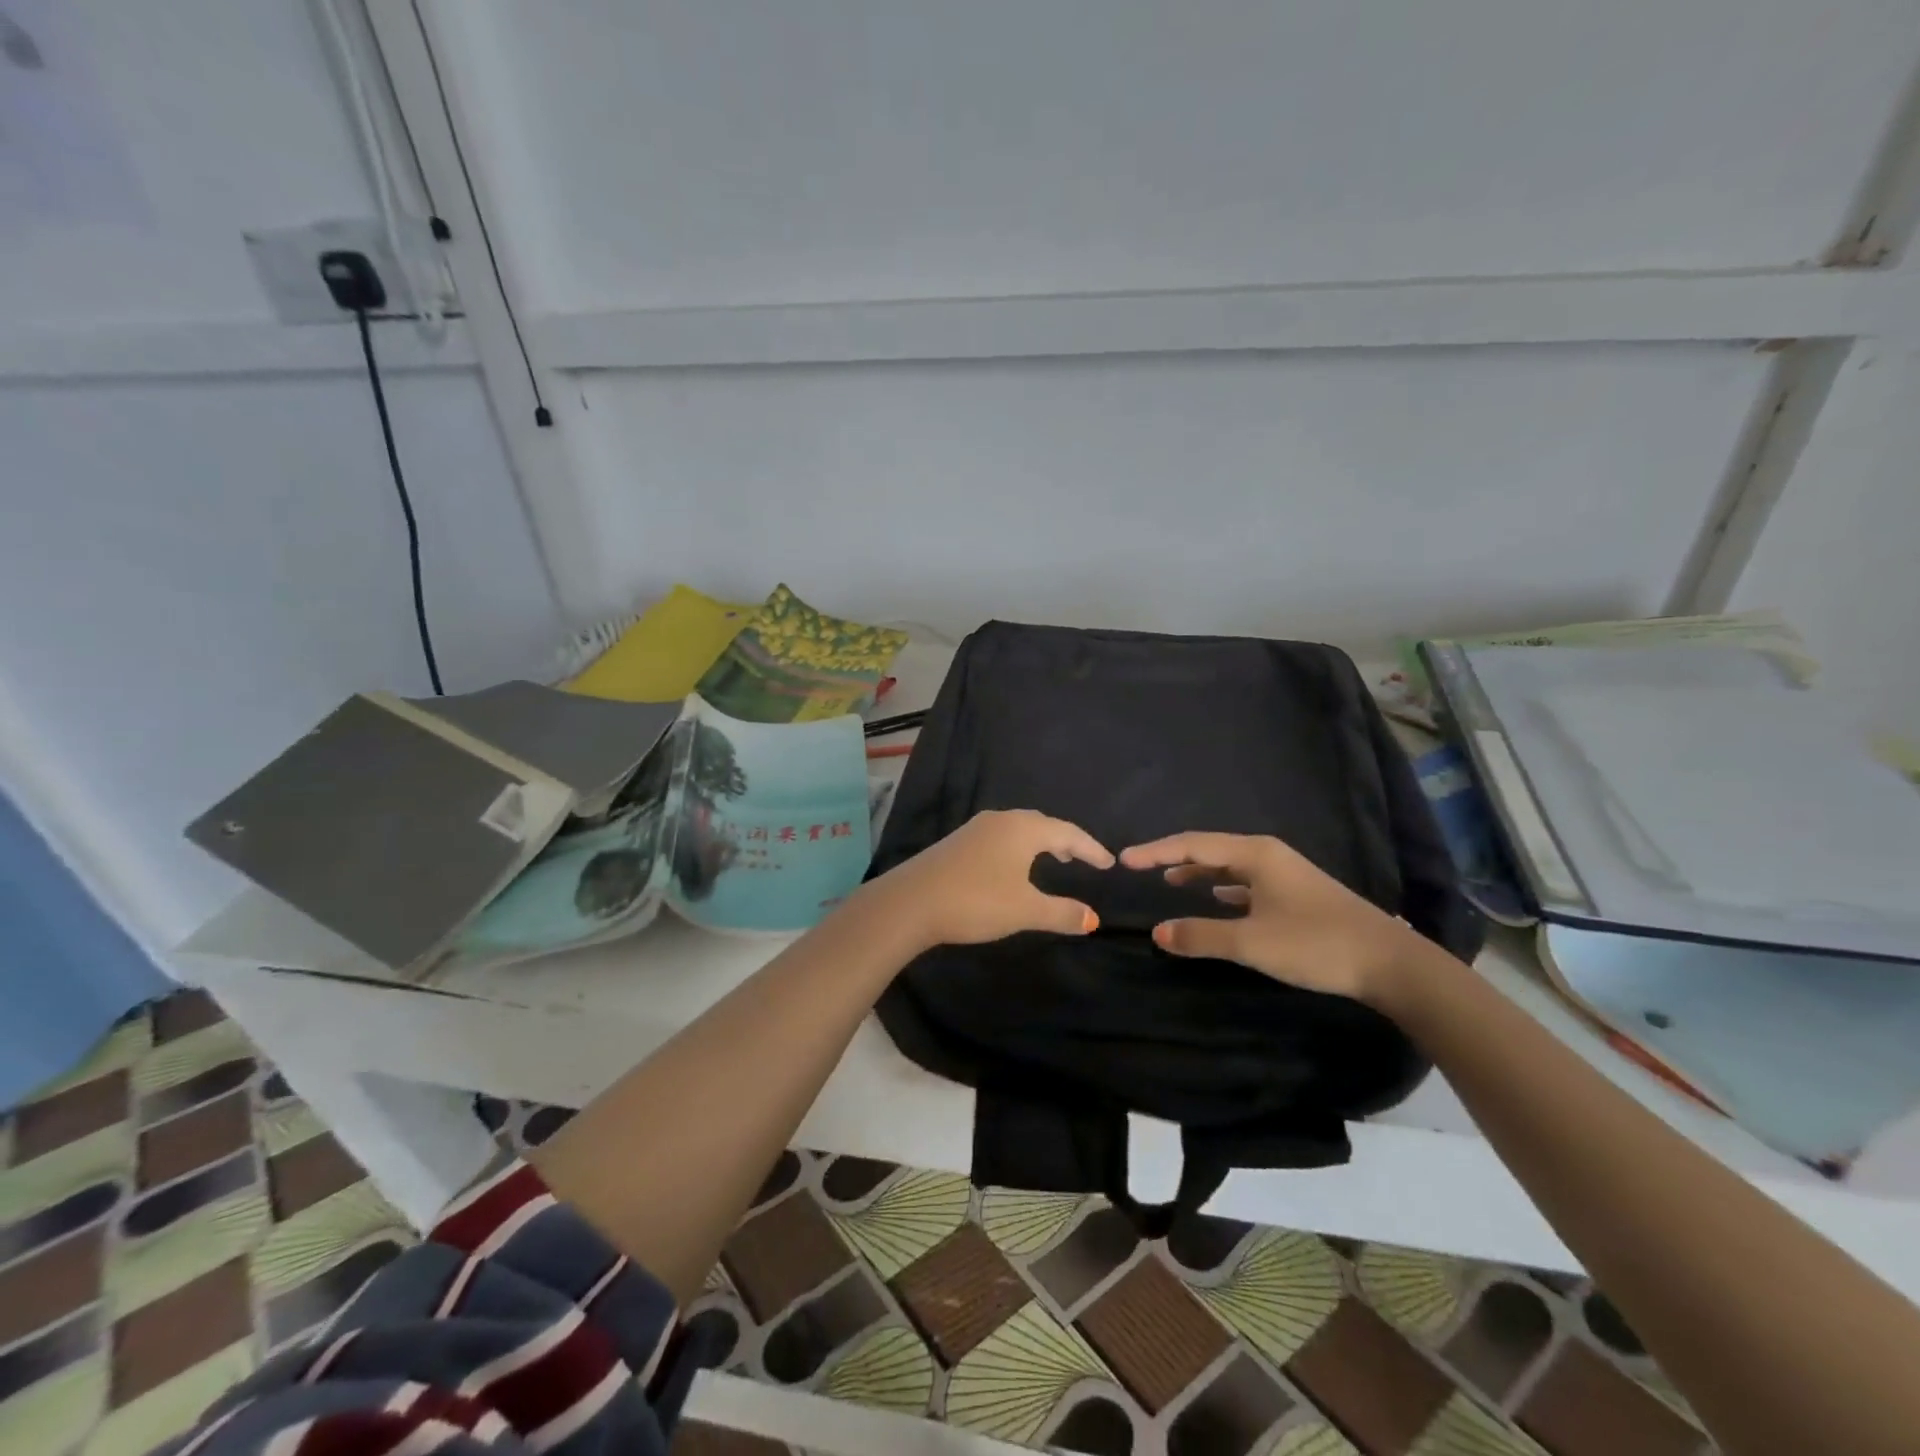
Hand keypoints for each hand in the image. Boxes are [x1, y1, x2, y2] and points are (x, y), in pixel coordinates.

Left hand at [863, 809, 1113, 951]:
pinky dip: (1018, 847)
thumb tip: (1093, 918)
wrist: (911, 902)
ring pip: (1018, 829)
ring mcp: (975, 829)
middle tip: (1082, 859)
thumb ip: (1061, 913)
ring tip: (1053, 861)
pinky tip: (1013, 867)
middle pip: (1042, 824)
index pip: (1067, 833)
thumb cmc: (976, 901)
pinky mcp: (957, 842)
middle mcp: (1000, 820)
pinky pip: (1000, 837)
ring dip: (1040, 842)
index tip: (1108, 864)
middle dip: (1065, 840)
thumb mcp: (1025, 910)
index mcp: (1023, 829)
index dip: (1091, 849)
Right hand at [1119, 831, 1419, 1002]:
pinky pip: (1247, 883)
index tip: (1124, 859)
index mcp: (1256, 855)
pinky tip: (1218, 900)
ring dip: (1199, 872)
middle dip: (1174, 857)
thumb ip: (1201, 935)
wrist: (1390, 963)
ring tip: (1171, 881)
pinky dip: (1224, 888)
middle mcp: (1269, 856)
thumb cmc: (1316, 943)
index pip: (1192, 845)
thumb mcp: (1252, 942)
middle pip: (1210, 850)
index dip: (1156, 851)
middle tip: (1141, 867)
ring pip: (1230, 866)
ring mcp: (1286, 875)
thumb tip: (1157, 931)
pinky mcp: (1297, 895)